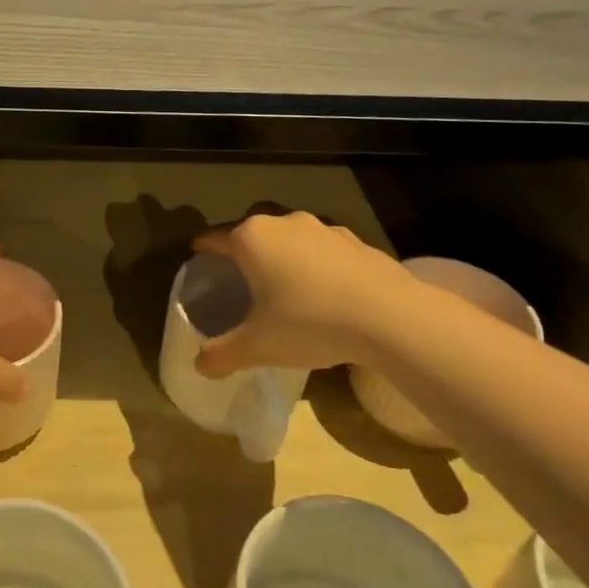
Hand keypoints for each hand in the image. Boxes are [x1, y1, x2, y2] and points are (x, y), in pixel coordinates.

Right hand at [194, 212, 401, 376]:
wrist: (390, 317)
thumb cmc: (310, 322)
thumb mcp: (258, 346)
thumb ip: (222, 354)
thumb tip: (199, 365)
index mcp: (252, 239)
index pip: (214, 238)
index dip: (203, 250)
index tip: (198, 261)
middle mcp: (284, 223)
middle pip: (252, 233)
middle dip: (244, 252)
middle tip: (241, 280)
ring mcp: (323, 228)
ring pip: (290, 238)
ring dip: (283, 256)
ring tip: (285, 287)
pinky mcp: (356, 241)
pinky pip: (323, 250)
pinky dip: (317, 265)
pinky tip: (326, 294)